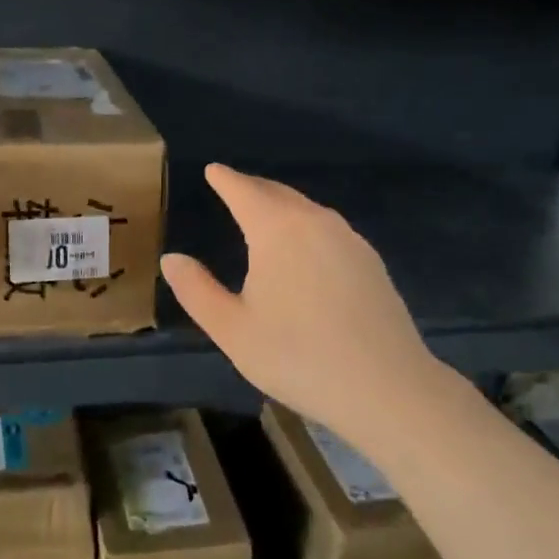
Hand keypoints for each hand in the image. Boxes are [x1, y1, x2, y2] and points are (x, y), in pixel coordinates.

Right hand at [160, 164, 447, 442]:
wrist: (386, 387)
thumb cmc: (298, 357)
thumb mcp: (232, 330)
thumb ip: (197, 290)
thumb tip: (172, 259)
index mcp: (277, 231)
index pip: (245, 192)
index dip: (226, 180)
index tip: (214, 170)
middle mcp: (315, 223)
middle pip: (279, 194)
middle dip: (253, 188)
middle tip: (234, 186)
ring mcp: (349, 240)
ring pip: (307, 210)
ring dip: (282, 206)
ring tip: (265, 213)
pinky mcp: (371, 262)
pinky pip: (329, 229)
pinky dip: (307, 225)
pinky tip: (305, 248)